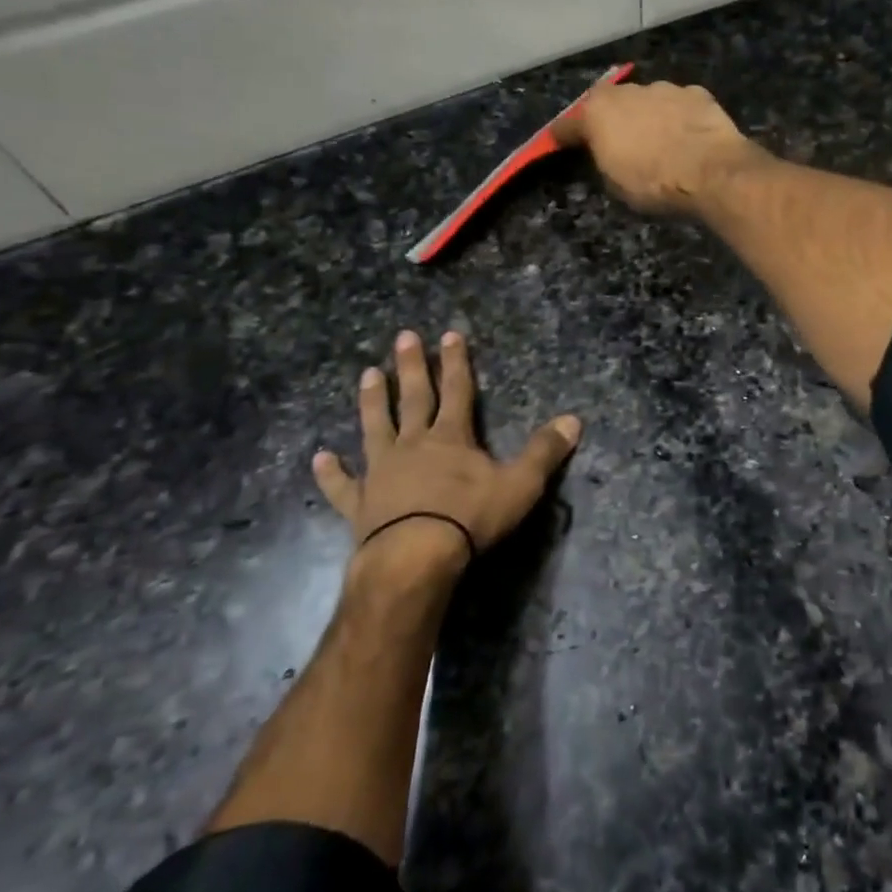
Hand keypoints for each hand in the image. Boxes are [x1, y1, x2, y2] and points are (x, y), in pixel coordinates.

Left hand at [312, 330, 580, 581]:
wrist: (415, 558)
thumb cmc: (470, 518)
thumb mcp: (520, 484)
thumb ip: (544, 452)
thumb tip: (574, 420)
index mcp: (452, 438)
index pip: (458, 390)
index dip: (457, 362)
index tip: (450, 333)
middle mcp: (414, 445)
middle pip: (413, 398)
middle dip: (411, 367)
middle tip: (403, 337)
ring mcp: (382, 471)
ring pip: (375, 427)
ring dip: (372, 401)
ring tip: (367, 374)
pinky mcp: (360, 503)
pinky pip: (342, 484)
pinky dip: (330, 472)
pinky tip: (318, 458)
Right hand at [555, 80, 761, 215]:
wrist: (712, 171)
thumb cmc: (654, 183)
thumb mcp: (616, 185)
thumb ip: (605, 161)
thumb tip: (608, 154)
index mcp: (598, 112)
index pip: (568, 125)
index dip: (563, 136)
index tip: (558, 142)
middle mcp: (627, 92)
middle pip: (610, 105)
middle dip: (610, 120)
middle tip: (617, 142)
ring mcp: (664, 88)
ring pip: (647, 101)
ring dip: (647, 116)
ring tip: (657, 140)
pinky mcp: (696, 93)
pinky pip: (678, 105)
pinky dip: (678, 117)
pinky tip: (686, 136)